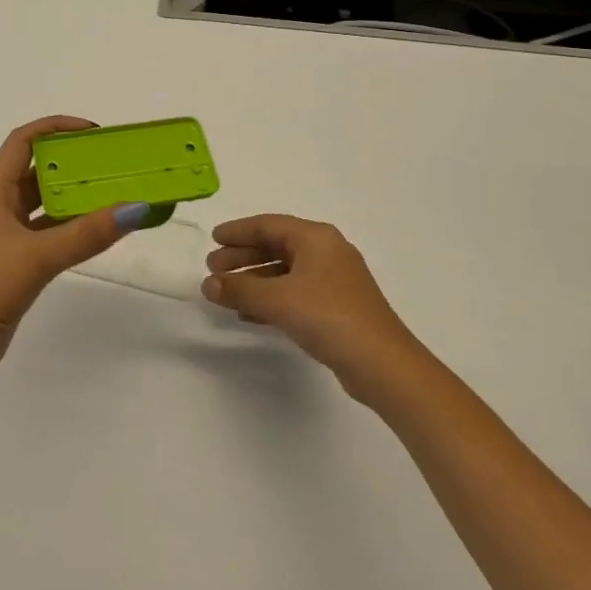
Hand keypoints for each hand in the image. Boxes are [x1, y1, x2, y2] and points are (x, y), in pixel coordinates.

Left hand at [0, 117, 158, 383]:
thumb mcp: (37, 257)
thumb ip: (86, 234)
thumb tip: (137, 206)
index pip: (22, 142)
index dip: (54, 127)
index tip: (93, 131)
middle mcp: (1, 208)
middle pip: (37, 171)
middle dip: (73, 162)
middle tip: (114, 164)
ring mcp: (8, 238)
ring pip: (46, 205)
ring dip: (76, 197)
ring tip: (117, 192)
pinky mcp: (17, 265)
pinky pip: (51, 235)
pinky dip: (74, 229)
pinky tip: (101, 232)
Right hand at [202, 214, 423, 402]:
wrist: (382, 365)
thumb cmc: (329, 317)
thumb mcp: (278, 300)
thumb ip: (240, 289)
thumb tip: (208, 284)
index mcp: (316, 238)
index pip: (268, 225)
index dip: (238, 231)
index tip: (213, 239)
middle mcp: (326, 253)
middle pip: (276, 247)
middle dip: (243, 257)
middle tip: (213, 269)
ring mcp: (333, 281)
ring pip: (284, 272)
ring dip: (253, 280)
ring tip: (225, 292)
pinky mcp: (335, 308)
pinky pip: (293, 293)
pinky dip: (270, 299)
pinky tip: (249, 313)